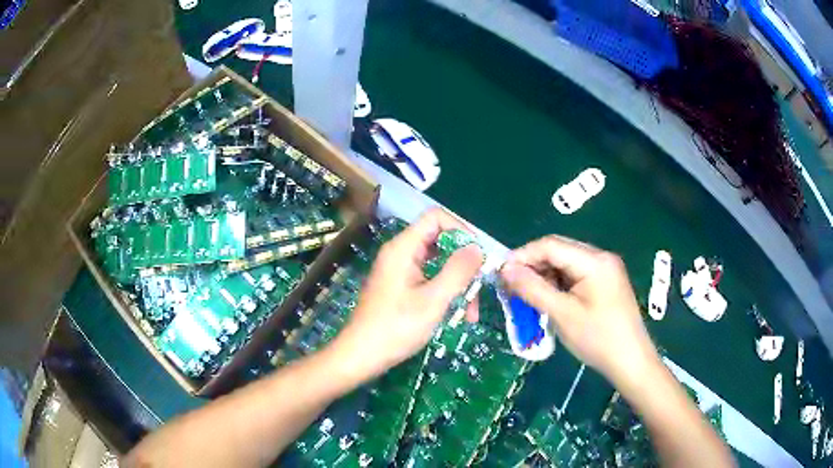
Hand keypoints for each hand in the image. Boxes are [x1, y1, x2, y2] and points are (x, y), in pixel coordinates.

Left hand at [332, 208, 483, 382]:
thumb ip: (458, 271)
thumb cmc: (396, 328)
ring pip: (438, 264)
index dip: (461, 230)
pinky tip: (455, 315)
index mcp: (403, 248)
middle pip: (440, 241)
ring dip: (458, 284)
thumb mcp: (433, 301)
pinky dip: (445, 293)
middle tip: (479, 288)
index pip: (436, 218)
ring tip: (470, 313)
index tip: (479, 255)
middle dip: (463, 264)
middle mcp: (400, 253)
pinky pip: (429, 279)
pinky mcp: (400, 287)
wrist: (361, 355)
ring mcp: (400, 271)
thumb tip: (478, 248)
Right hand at [501, 235, 660, 389]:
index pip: (551, 245)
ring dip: (544, 276)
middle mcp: (601, 257)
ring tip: (526, 296)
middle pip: (558, 251)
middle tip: (510, 287)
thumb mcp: (562, 314)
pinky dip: (557, 284)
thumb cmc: (598, 339)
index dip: (523, 256)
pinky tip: (547, 299)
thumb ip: (533, 289)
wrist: (630, 361)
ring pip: (565, 263)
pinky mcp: (605, 282)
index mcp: (594, 260)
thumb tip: (505, 269)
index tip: (500, 274)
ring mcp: (605, 269)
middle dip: (532, 266)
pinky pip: (575, 275)